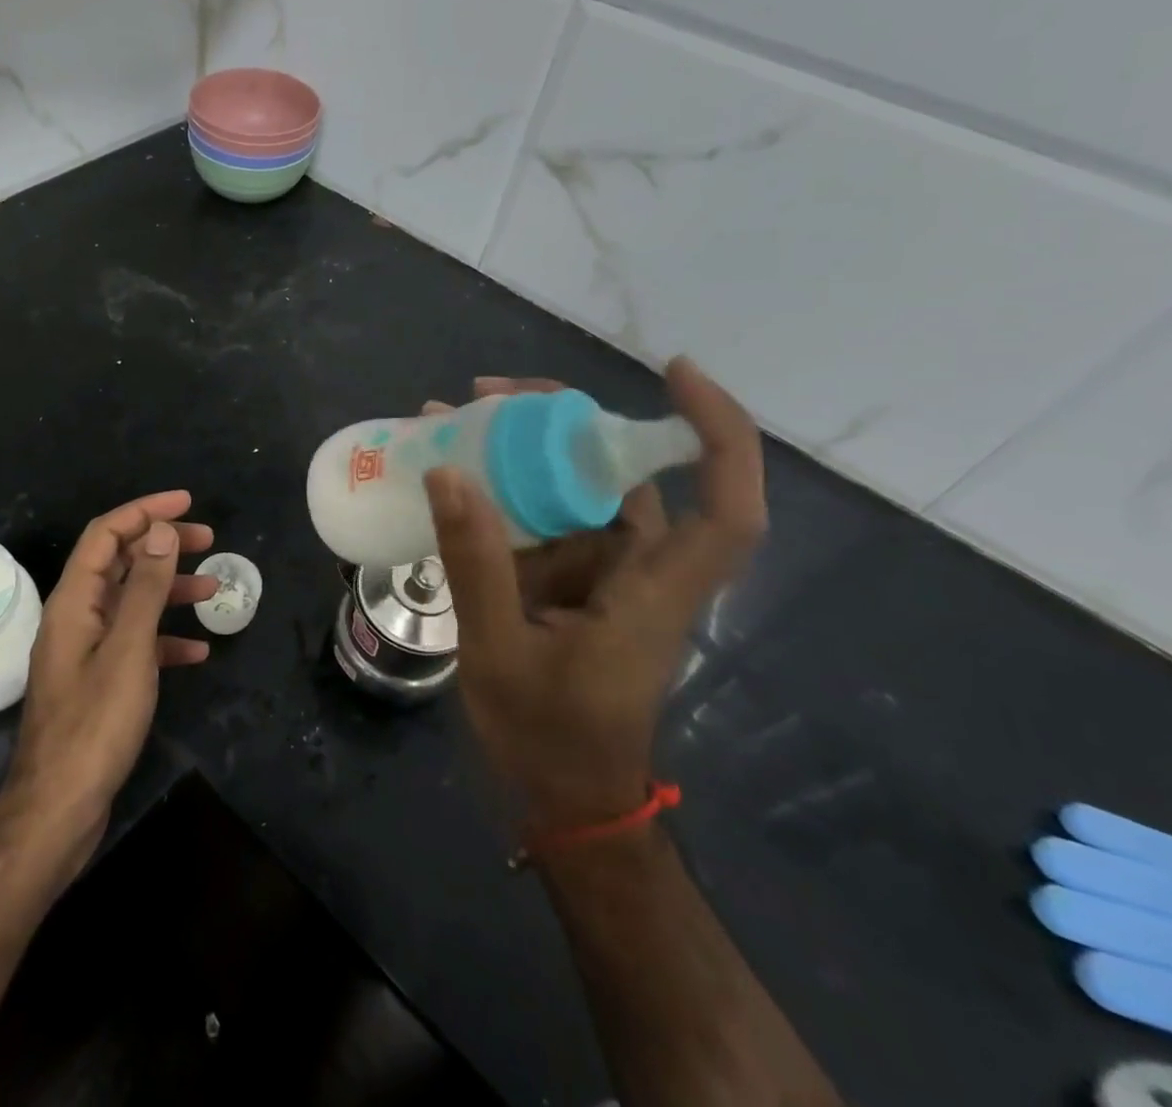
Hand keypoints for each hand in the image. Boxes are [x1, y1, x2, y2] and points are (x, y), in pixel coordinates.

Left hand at [0, 491, 217, 871]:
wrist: (59, 809)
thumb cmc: (94, 723)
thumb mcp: (128, 649)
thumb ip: (144, 587)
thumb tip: (159, 531)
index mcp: (73, 601)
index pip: (106, 534)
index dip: (145, 511)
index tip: (187, 502)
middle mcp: (76, 617)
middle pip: (119, 563)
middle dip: (162, 546)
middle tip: (208, 540)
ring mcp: (86, 651)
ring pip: (130, 603)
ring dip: (169, 590)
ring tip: (212, 591)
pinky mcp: (98, 682)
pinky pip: (134, 644)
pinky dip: (164, 638)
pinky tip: (196, 651)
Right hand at [423, 359, 766, 830]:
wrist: (562, 801)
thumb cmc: (548, 739)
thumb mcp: (499, 651)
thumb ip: (476, 564)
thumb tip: (448, 472)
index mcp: (650, 594)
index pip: (724, 507)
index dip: (716, 433)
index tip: (673, 370)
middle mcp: (639, 573)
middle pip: (627, 475)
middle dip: (564, 421)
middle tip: (489, 395)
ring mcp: (603, 578)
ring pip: (577, 493)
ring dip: (522, 452)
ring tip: (455, 420)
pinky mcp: (571, 586)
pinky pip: (544, 522)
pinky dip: (504, 492)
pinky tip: (452, 477)